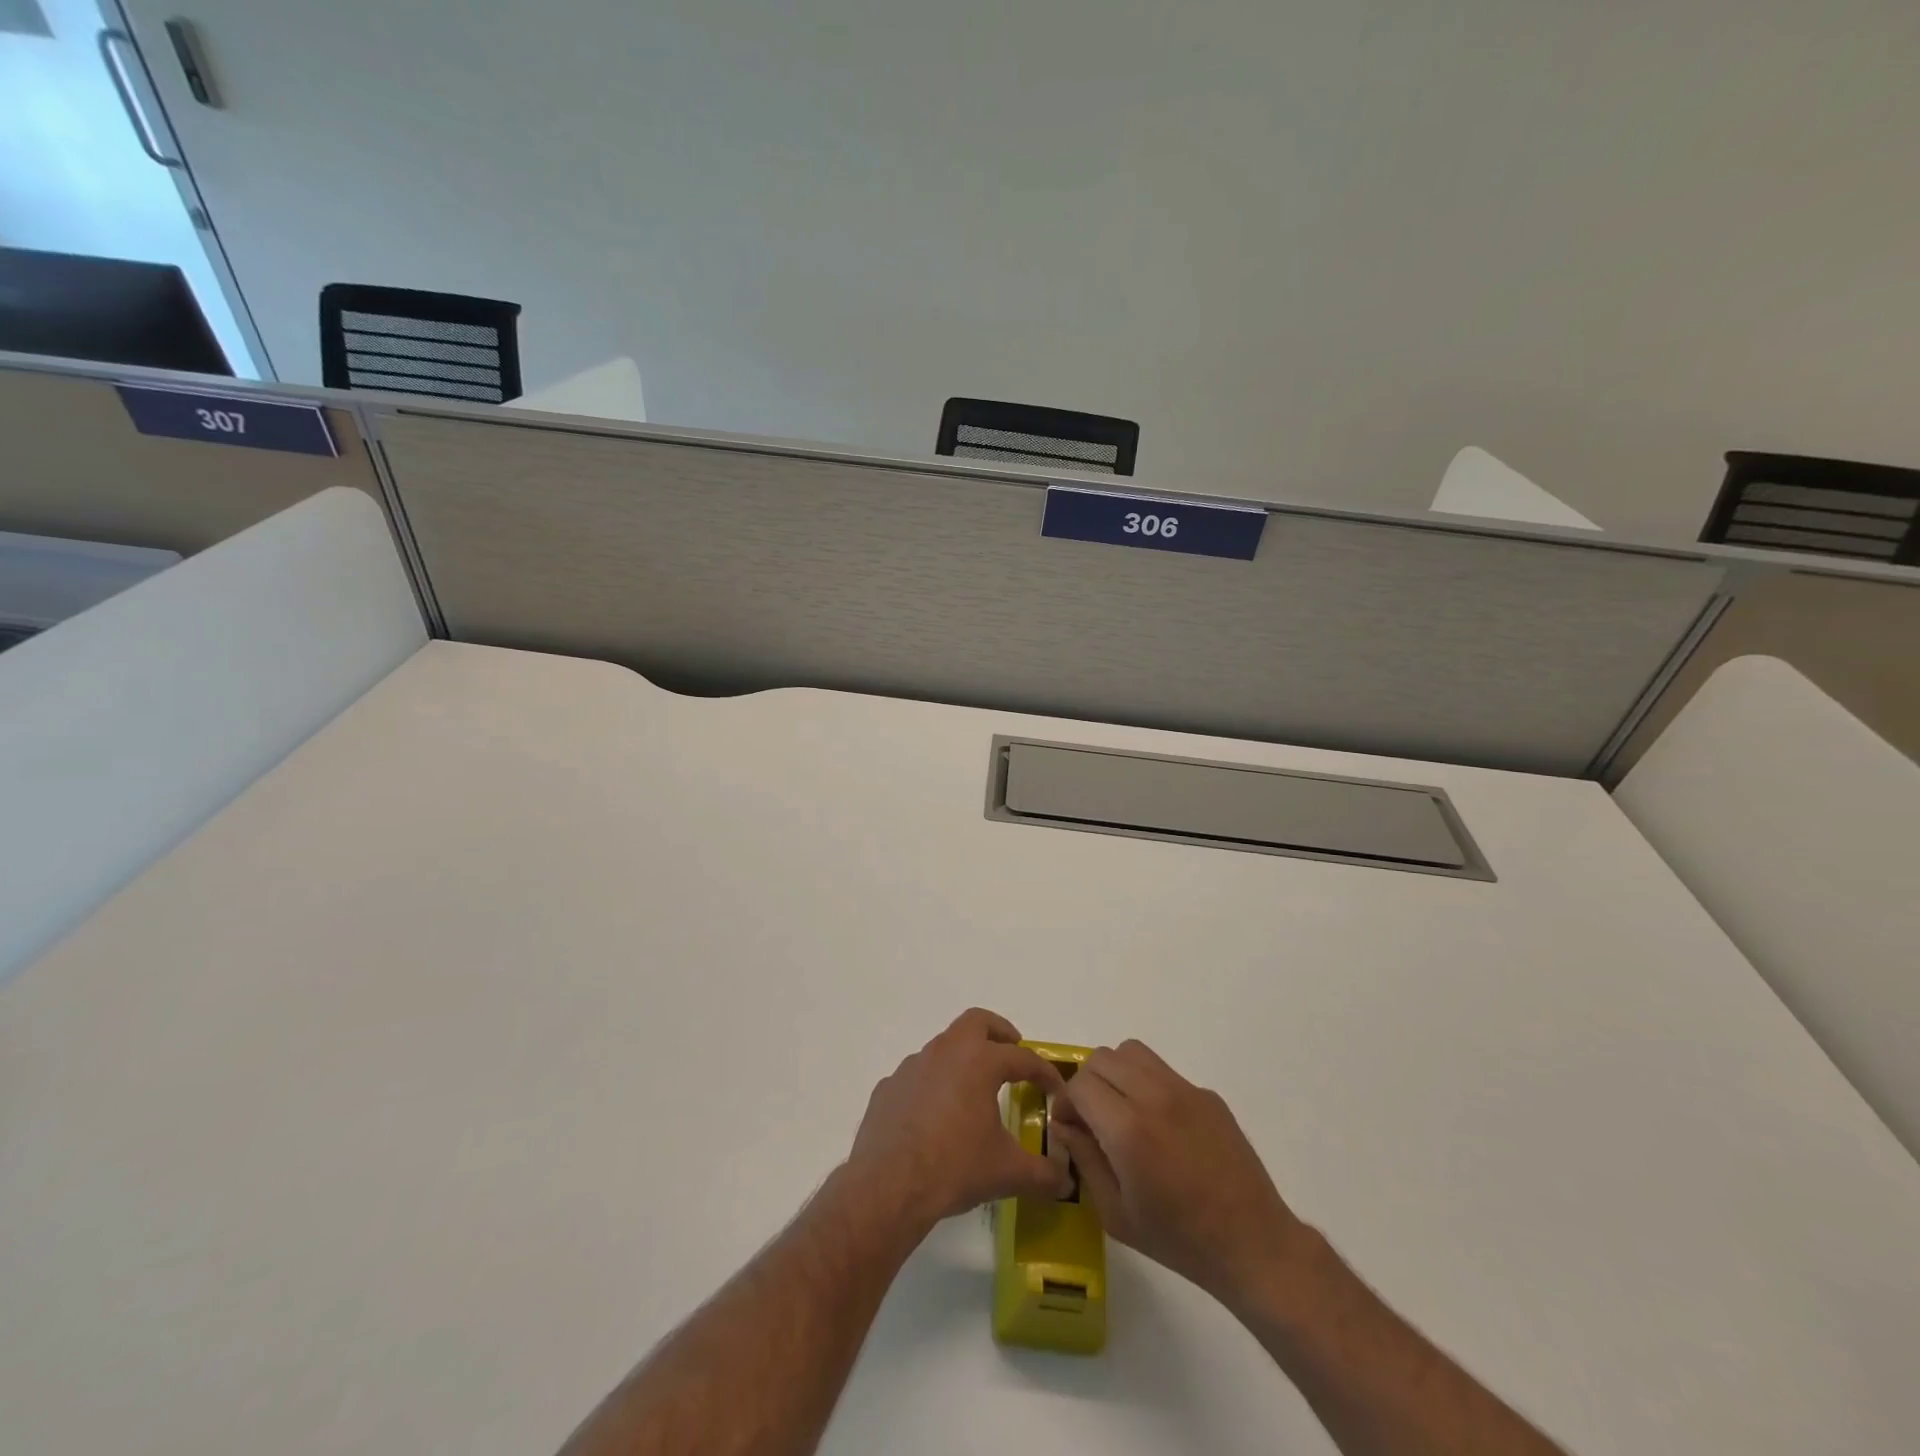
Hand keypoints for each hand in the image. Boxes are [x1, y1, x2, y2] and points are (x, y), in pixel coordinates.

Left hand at [845, 1009, 1069, 1229]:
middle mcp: (945, 1052)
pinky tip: (935, 1116)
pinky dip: (933, 1085)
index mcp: (979, 1062)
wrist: (888, 1186)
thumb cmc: (955, 1167)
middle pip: (977, 1021)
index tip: (1055, 1089)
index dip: (1044, 1072)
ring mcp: (912, 1066)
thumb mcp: (1007, 1173)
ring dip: (963, 1059)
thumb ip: (1043, 1174)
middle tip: (1012, 1052)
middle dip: (999, 1032)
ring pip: (943, 1046)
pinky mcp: (888, 1087)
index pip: (1022, 1057)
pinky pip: (917, 1076)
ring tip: (974, 1090)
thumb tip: (1067, 1182)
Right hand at [1052, 1040, 1305, 1309]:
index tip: (1069, 1126)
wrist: (1253, 1244)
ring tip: (1122, 1111)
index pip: (1080, 1084)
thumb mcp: (1116, 1214)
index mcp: (1128, 1130)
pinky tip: (1161, 1126)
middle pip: (1102, 1058)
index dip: (1066, 1102)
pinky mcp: (1207, 1094)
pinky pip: (1163, 1071)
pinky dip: (1148, 1085)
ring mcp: (1185, 1090)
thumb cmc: (1179, 1240)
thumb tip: (1064, 1125)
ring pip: (1132, 1052)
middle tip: (1092, 1118)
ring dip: (1116, 1074)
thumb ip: (1084, 1160)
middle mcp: (1154, 1097)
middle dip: (1087, 1084)